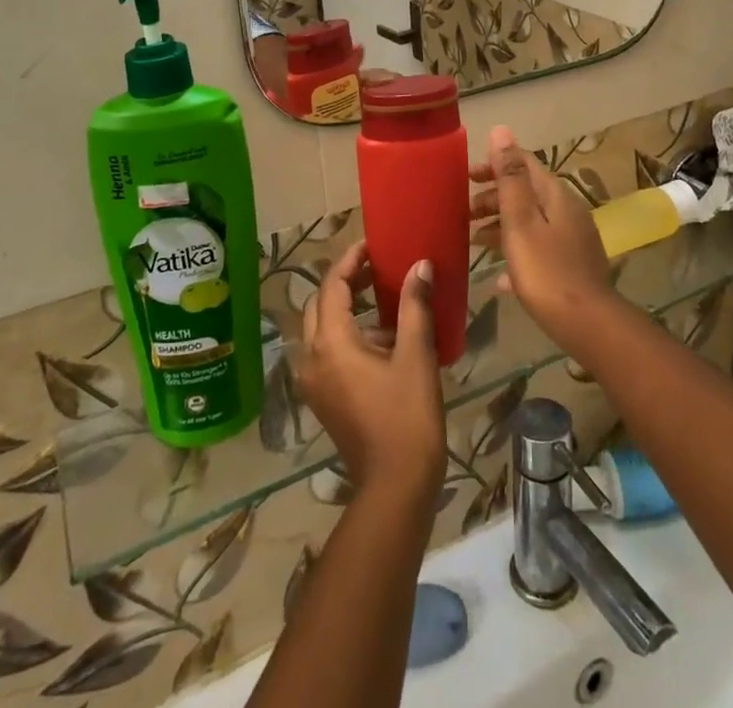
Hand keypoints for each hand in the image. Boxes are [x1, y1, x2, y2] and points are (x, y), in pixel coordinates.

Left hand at [296, 242, 445, 506]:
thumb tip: (420, 265)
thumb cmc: (407, 417)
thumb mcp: (415, 355)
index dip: (350, 261)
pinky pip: (327, 351)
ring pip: (321, 328)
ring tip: (383, 297)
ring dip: (346, 307)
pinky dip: (347, 334)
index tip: (372, 245)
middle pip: (320, 304)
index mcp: (330, 343)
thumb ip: (414, 305)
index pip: (332, 285)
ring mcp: (313, 382)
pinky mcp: (323, 398)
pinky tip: (382, 337)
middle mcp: (311, 358)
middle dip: (346, 282)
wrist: (395, 487)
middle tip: (377, 268)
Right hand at [469, 126, 616, 350]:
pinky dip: (516, 252)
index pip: (523, 163)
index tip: (465, 176)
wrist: (587, 324)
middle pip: (526, 192)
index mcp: (555, 194)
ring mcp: (572, 238)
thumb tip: (501, 130)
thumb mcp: (521, 221)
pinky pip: (538, 248)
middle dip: (493, 197)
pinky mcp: (572, 264)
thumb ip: (510, 176)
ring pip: (530, 221)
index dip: (494, 163)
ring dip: (501, 225)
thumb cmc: (546, 270)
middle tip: (463, 211)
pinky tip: (500, 277)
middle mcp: (567, 209)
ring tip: (473, 241)